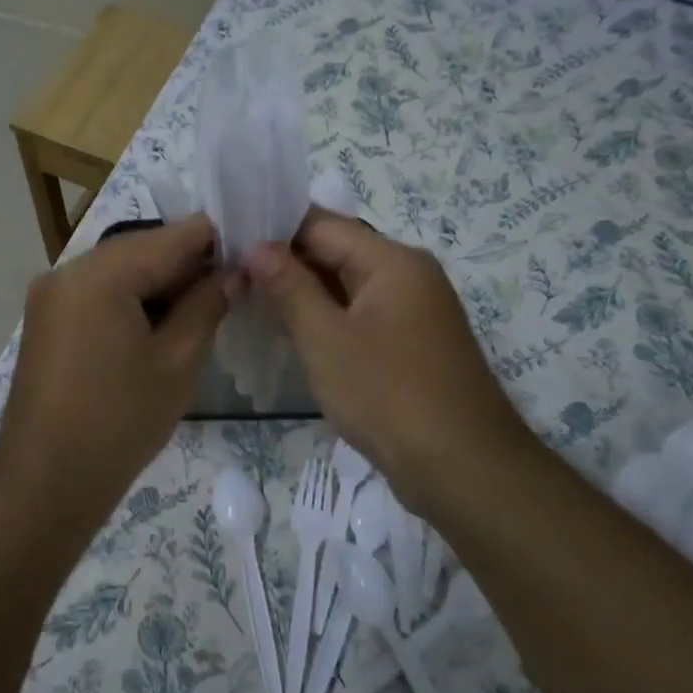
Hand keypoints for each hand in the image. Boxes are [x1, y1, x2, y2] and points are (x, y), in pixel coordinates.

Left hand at [0, 216, 234, 518]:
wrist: (47, 480)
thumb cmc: (120, 421)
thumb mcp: (176, 361)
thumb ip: (207, 305)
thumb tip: (234, 272)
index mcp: (99, 273)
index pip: (170, 237)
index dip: (214, 240)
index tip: (251, 252)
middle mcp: (67, 271)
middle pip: (140, 250)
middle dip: (186, 265)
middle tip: (231, 287)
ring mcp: (50, 296)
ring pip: (118, 272)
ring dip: (159, 284)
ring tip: (201, 309)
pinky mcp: (46, 321)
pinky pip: (97, 294)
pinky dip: (130, 301)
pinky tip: (159, 324)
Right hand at [244, 209, 533, 510]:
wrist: (462, 468)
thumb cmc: (388, 395)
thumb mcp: (326, 339)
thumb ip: (289, 287)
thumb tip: (257, 246)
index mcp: (392, 261)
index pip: (322, 225)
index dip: (274, 231)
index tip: (229, 244)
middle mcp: (408, 275)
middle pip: (337, 252)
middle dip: (285, 263)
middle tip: (232, 275)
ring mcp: (413, 311)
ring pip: (347, 287)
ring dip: (303, 293)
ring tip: (250, 300)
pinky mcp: (411, 344)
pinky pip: (360, 316)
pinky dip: (327, 319)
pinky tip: (291, 332)